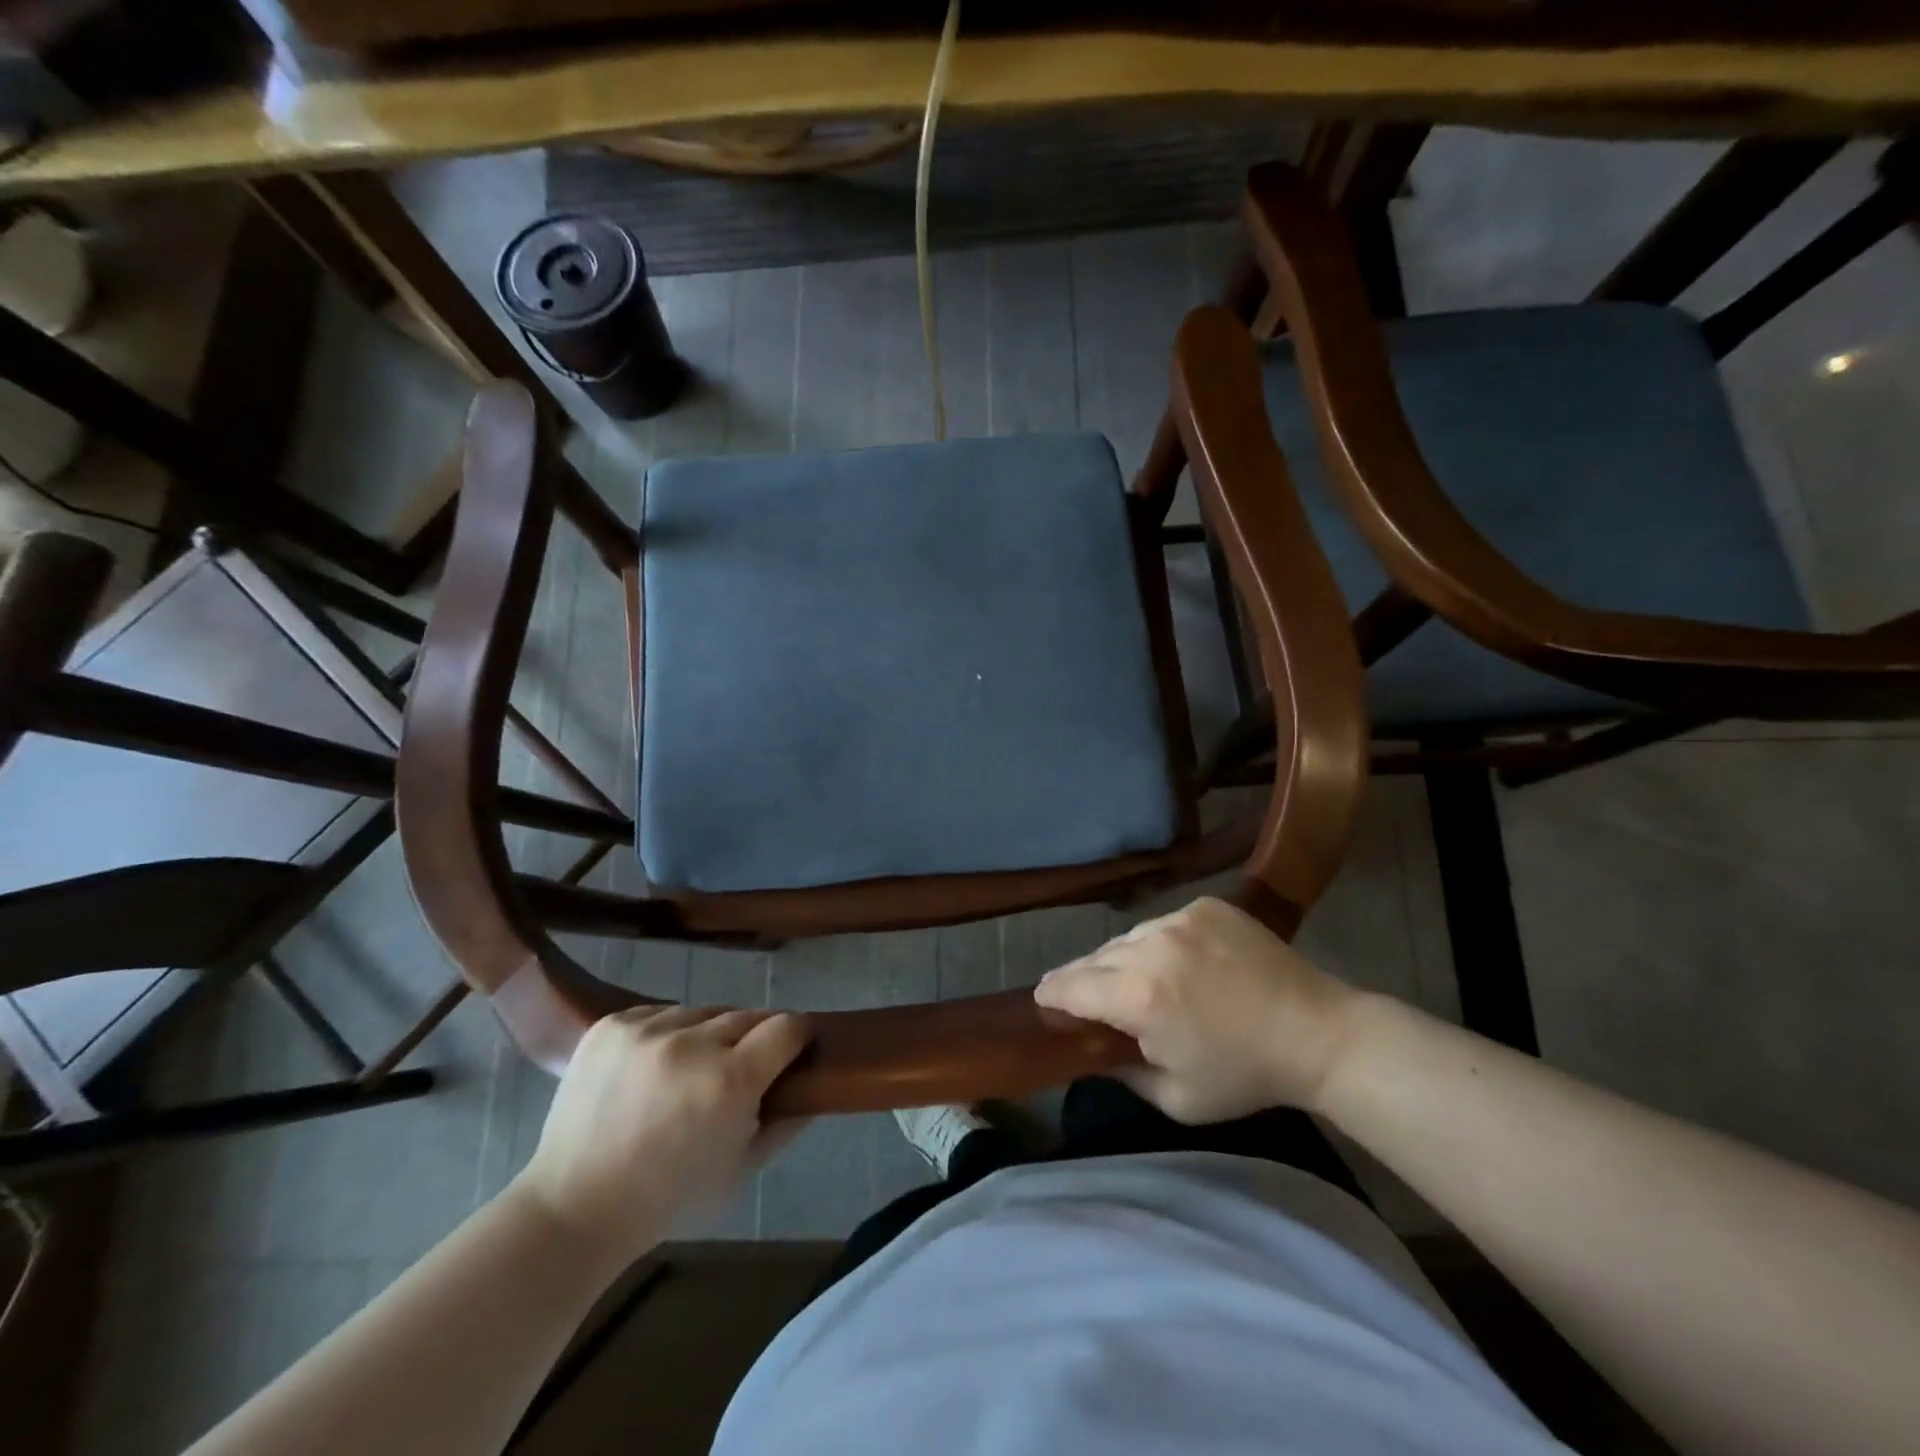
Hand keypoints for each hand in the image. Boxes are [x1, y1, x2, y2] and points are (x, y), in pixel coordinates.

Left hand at [510, 1006, 810, 1266]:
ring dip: (708, 1034)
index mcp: (729, 1080)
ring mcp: (646, 1029)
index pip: (787, 1026)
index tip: (795, 1049)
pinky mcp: (612, 1024)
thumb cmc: (667, 1199)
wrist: (572, 1209)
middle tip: (739, 1071)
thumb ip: (786, 1123)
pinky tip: (654, 1067)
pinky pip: (661, 1012)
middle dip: (753, 1040)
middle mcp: (691, 1043)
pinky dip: (668, 1033)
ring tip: (689, 1071)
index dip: (798, 1036)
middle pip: (748, 1015)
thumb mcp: (741, 1170)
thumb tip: (815, 1086)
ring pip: (704, 1012)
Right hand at [1034, 897, 1362, 1121]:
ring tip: (1140, 982)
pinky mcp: (1204, 906)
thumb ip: (1121, 1071)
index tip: (1044, 1001)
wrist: (1318, 1033)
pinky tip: (1182, 966)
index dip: (1051, 995)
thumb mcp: (1176, 1098)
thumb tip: (1092, 1051)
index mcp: (1138, 996)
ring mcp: (1179, 919)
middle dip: (1085, 980)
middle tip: (1090, 999)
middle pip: (1094, 958)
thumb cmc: (1245, 1075)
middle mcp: (1150, 947)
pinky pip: (1162, 924)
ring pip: (1127, 938)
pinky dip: (1160, 944)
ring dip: (1123, 960)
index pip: (1069, 986)